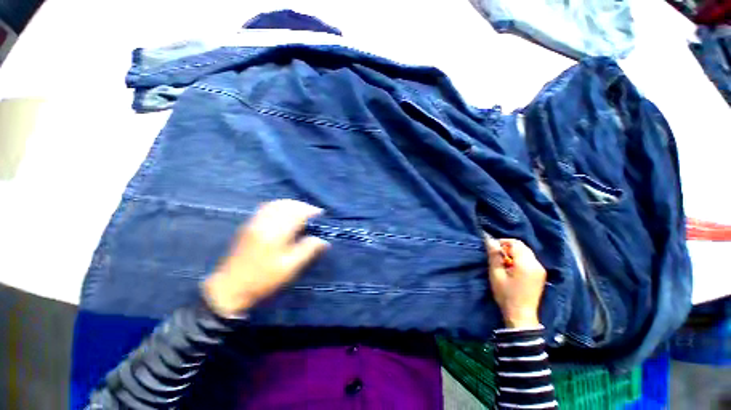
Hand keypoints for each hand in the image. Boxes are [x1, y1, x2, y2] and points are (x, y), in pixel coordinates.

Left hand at [203, 200, 329, 316]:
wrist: (231, 287)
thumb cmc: (263, 279)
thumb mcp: (290, 268)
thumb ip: (308, 250)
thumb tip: (323, 241)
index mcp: (276, 233)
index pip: (297, 213)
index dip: (310, 211)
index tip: (321, 214)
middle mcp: (264, 222)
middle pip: (287, 205)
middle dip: (302, 206)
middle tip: (313, 212)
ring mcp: (254, 222)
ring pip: (276, 204)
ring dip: (291, 204)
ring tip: (301, 210)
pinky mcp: (248, 225)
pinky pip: (266, 207)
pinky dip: (279, 205)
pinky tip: (284, 211)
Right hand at [486, 238, 545, 328]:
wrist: (521, 315)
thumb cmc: (506, 294)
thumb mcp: (496, 274)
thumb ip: (494, 256)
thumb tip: (489, 240)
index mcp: (526, 263)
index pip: (515, 243)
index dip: (502, 242)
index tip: (493, 249)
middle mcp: (536, 264)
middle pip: (522, 247)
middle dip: (508, 247)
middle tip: (497, 257)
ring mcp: (541, 270)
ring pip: (526, 253)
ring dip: (514, 253)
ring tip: (504, 264)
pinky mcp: (541, 275)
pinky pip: (530, 260)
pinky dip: (520, 259)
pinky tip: (513, 269)